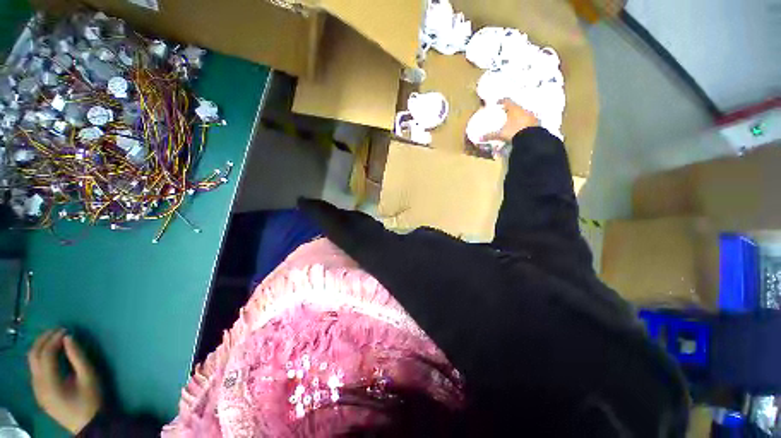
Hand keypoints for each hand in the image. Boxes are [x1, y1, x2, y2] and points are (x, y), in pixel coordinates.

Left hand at [28, 329, 102, 433]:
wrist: (88, 424)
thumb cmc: (91, 399)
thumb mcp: (89, 377)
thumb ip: (78, 357)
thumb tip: (69, 337)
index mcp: (49, 382)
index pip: (46, 354)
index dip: (54, 339)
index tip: (66, 329)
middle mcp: (37, 384)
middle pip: (33, 356)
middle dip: (43, 340)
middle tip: (57, 330)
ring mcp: (36, 389)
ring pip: (32, 362)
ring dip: (41, 347)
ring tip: (55, 339)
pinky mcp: (39, 392)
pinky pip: (35, 370)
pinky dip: (42, 357)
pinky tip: (52, 355)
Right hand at [482, 99, 539, 142]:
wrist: (531, 139)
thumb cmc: (513, 132)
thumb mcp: (500, 134)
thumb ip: (490, 135)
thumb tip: (479, 138)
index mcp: (514, 109)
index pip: (507, 101)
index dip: (502, 101)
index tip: (498, 103)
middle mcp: (523, 110)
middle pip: (516, 107)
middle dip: (511, 110)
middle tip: (505, 113)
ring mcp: (531, 115)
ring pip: (523, 113)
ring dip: (519, 116)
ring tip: (514, 121)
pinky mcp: (536, 122)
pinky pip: (529, 120)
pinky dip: (525, 122)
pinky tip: (521, 127)